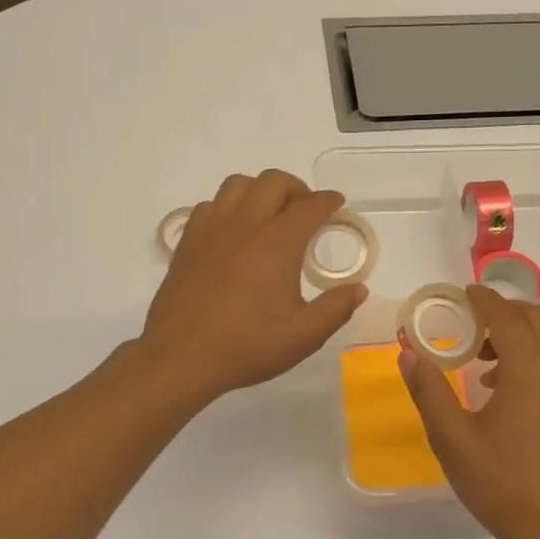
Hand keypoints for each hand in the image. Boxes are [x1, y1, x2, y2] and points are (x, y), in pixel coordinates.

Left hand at [140, 170, 367, 404]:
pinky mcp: (188, 241)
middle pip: (273, 182)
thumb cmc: (247, 346)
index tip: (337, 204)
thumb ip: (335, 309)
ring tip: (269, 214)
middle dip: (296, 189)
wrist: (181, 357)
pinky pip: (210, 205)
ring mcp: (212, 229)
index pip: (310, 206)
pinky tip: (233, 231)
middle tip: (305, 211)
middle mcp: (245, 224)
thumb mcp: (303, 336)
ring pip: (238, 184)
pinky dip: (228, 207)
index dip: (328, 201)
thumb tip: (358, 289)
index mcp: (277, 242)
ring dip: (260, 190)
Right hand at [400, 286, 539, 538]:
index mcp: (529, 371)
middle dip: (504, 311)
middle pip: (536, 319)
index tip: (464, 291)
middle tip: (471, 322)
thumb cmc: (500, 483)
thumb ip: (428, 390)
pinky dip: (533, 355)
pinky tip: (505, 388)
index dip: (484, 299)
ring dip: (520, 334)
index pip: (506, 317)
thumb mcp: (452, 437)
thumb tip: (408, 353)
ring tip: (483, 359)